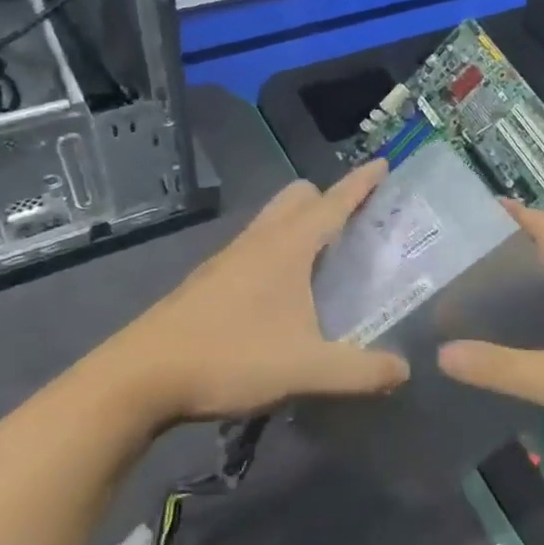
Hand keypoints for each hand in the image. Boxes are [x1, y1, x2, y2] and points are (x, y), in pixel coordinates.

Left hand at [81, 164, 408, 431]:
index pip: (333, 201)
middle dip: (329, 199)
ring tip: (326, 259)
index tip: (384, 165)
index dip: (362, 183)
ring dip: (301, 225)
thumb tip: (404, 371)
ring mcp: (227, 259)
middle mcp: (257, 241)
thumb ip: (362, 371)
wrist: (139, 379)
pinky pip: (254, 248)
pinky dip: (278, 251)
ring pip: (271, 222)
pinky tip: (284, 293)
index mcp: (286, 247)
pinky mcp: (207, 282)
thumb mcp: (307, 369)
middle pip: (298, 198)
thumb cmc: (230, 358)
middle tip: (357, 226)